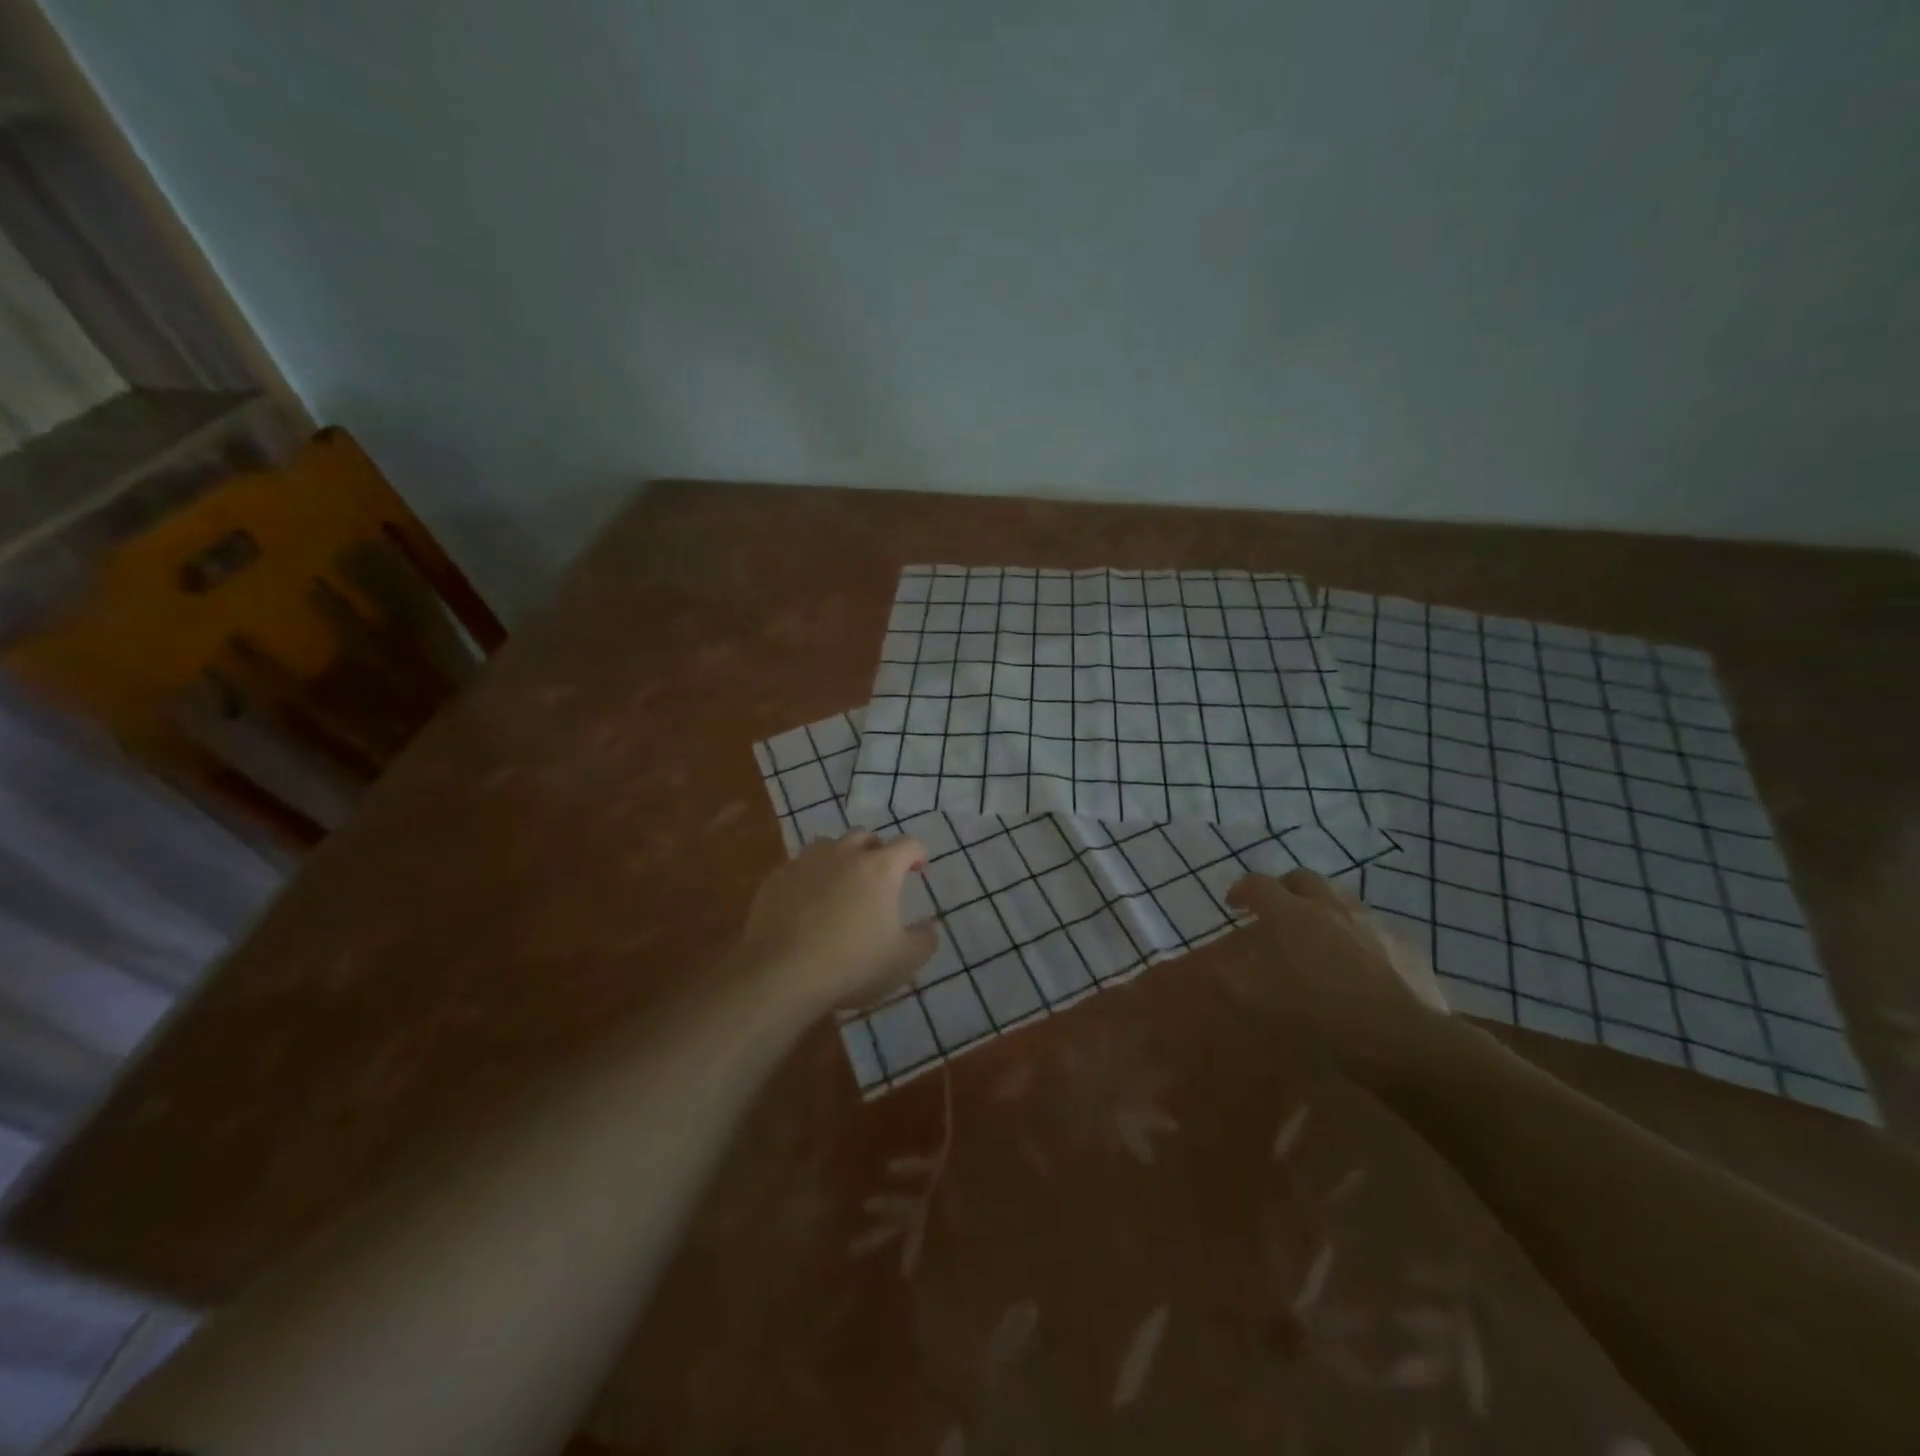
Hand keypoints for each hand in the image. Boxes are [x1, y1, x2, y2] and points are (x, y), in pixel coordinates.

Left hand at [735, 833, 936, 1015]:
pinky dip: (809, 877)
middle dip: (876, 850)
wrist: (782, 975)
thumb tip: (930, 926)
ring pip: (828, 845)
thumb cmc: (852, 964)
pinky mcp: (776, 878)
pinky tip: (807, 902)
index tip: (918, 869)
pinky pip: (799, 868)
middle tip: (879, 876)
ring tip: (841, 883)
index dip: (917, 854)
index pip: (908, 844)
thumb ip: (925, 939)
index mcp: (880, 868)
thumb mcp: (904, 961)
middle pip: (865, 836)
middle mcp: (843, 854)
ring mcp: (806, 862)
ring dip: (840, 858)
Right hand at [1226, 869, 1469, 1077]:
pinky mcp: (1404, 944)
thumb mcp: (1263, 1003)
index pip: (1258, 885)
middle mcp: (1330, 907)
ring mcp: (1371, 922)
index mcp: (1291, 915)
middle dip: (1285, 888)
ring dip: (1323, 905)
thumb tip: (1217, 965)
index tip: (1234, 904)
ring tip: (1319, 930)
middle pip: (1302, 878)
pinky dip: (1358, 933)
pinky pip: (1374, 926)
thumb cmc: (1321, 1019)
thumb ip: (1235, 978)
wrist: (1401, 1042)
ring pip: (1341, 896)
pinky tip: (1361, 958)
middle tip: (1277, 909)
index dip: (1242, 889)